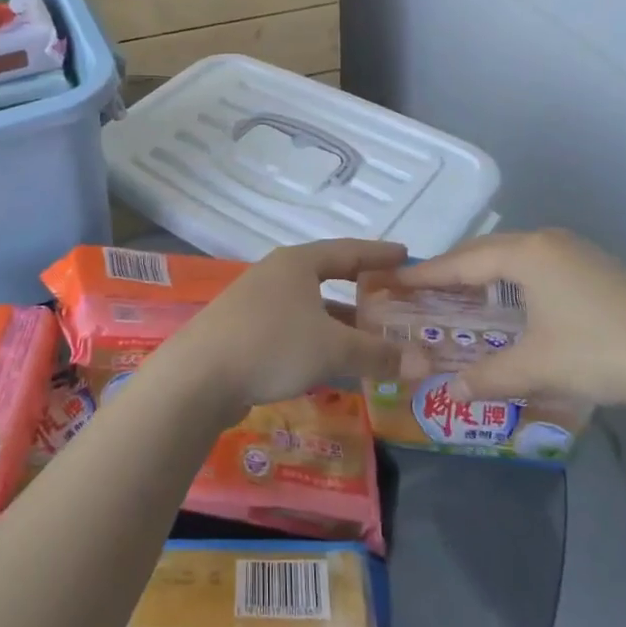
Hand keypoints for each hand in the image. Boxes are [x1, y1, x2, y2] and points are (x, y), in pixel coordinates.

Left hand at [161, 240, 430, 413]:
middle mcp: (277, 275)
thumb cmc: (272, 345)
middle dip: (362, 293)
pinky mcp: (245, 331)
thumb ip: (378, 354)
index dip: (379, 254)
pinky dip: (319, 342)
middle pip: (328, 278)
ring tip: (374, 339)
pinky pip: (294, 330)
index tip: (406, 255)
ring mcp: (257, 303)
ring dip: (341, 323)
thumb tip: (426, 362)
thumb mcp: (332, 349)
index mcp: (297, 263)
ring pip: (311, 308)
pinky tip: (334, 363)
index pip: (348, 251)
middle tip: (395, 301)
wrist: (199, 376)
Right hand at [395, 229, 625, 408]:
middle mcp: (545, 242)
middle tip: (423, 290)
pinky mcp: (595, 266)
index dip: (427, 274)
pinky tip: (512, 302)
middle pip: (485, 251)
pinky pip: (536, 264)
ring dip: (484, 274)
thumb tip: (452, 392)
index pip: (462, 262)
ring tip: (461, 296)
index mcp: (525, 254)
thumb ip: (488, 376)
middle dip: (453, 270)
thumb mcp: (537, 366)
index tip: (394, 280)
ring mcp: (574, 251)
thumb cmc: (599, 351)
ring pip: (513, 255)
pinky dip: (512, 278)